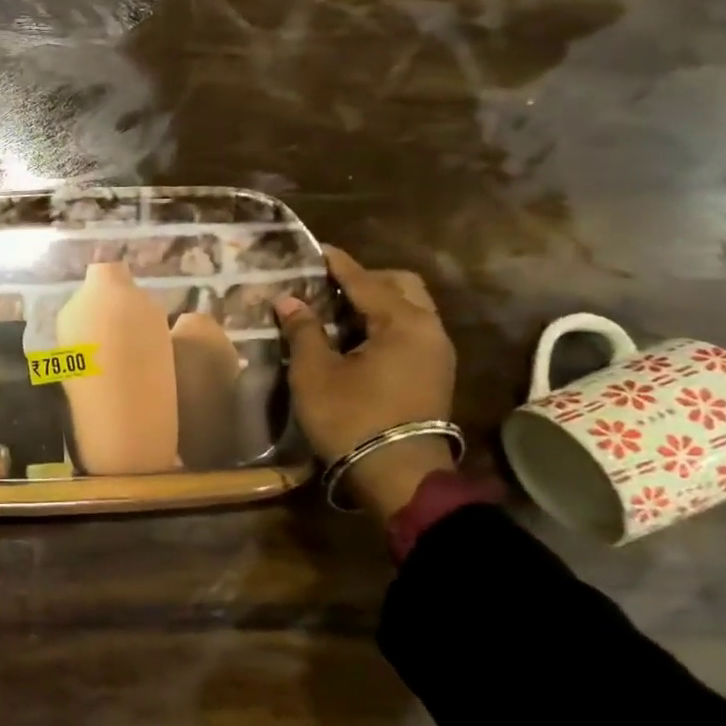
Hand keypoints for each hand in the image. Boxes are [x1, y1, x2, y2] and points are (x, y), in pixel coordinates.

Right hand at [277, 247, 457, 518]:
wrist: (398, 476)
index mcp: (403, 322)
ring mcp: (436, 353)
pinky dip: (384, 324)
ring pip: (409, 310)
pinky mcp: (433, 374)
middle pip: (400, 287)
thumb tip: (289, 300)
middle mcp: (429, 330)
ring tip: (336, 311)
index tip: (315, 248)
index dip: (337, 264)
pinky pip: (410, 331)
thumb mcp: (315, 372)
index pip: (365, 280)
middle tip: (328, 285)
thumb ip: (303, 330)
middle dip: (365, 280)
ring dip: (376, 303)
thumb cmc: (351, 417)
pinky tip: (354, 337)